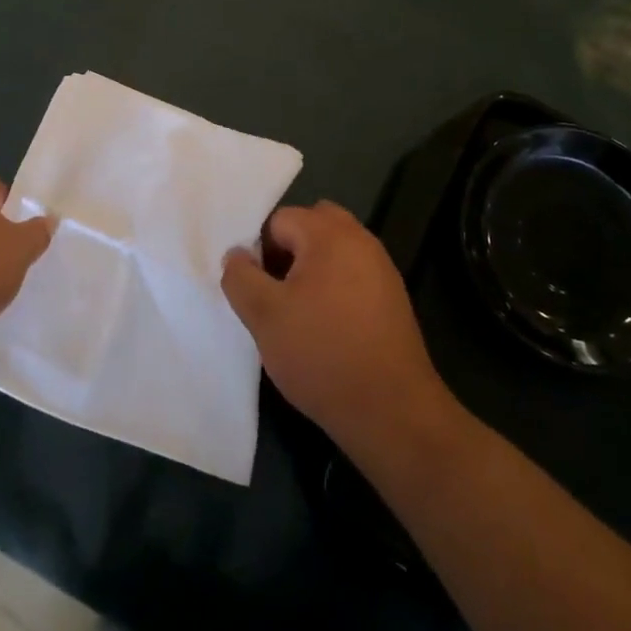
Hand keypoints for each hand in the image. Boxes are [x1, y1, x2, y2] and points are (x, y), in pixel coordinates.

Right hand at [221, 202, 451, 455]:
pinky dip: (335, 290)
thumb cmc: (321, 353)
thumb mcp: (264, 316)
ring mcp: (382, 269)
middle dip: (289, 252)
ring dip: (312, 271)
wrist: (391, 410)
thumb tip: (237, 255)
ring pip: (334, 252)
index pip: (279, 220)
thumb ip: (240, 277)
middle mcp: (360, 240)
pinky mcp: (393, 299)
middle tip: (277, 295)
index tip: (259, 291)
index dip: (261, 252)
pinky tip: (328, 330)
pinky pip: (353, 276)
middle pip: (312, 226)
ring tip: (300, 316)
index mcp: (329, 233)